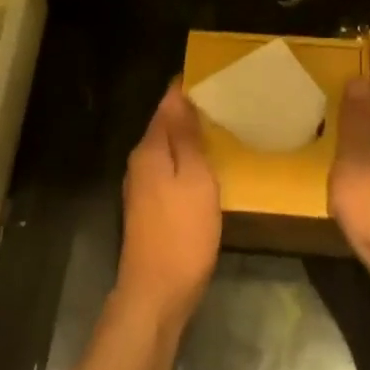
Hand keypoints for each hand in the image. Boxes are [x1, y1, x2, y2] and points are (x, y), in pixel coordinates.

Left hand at [115, 81, 221, 325]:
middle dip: (191, 111)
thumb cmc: (182, 232)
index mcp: (150, 149)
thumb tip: (180, 96)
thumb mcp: (195, 180)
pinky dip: (188, 161)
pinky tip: (209, 165)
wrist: (156, 292)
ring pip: (168, 148)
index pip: (167, 104)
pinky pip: (170, 169)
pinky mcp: (150, 207)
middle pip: (165, 125)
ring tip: (224, 127)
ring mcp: (142, 186)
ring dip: (190, 137)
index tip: (216, 76)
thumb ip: (187, 138)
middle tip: (228, 101)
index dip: (187, 88)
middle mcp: (140, 162)